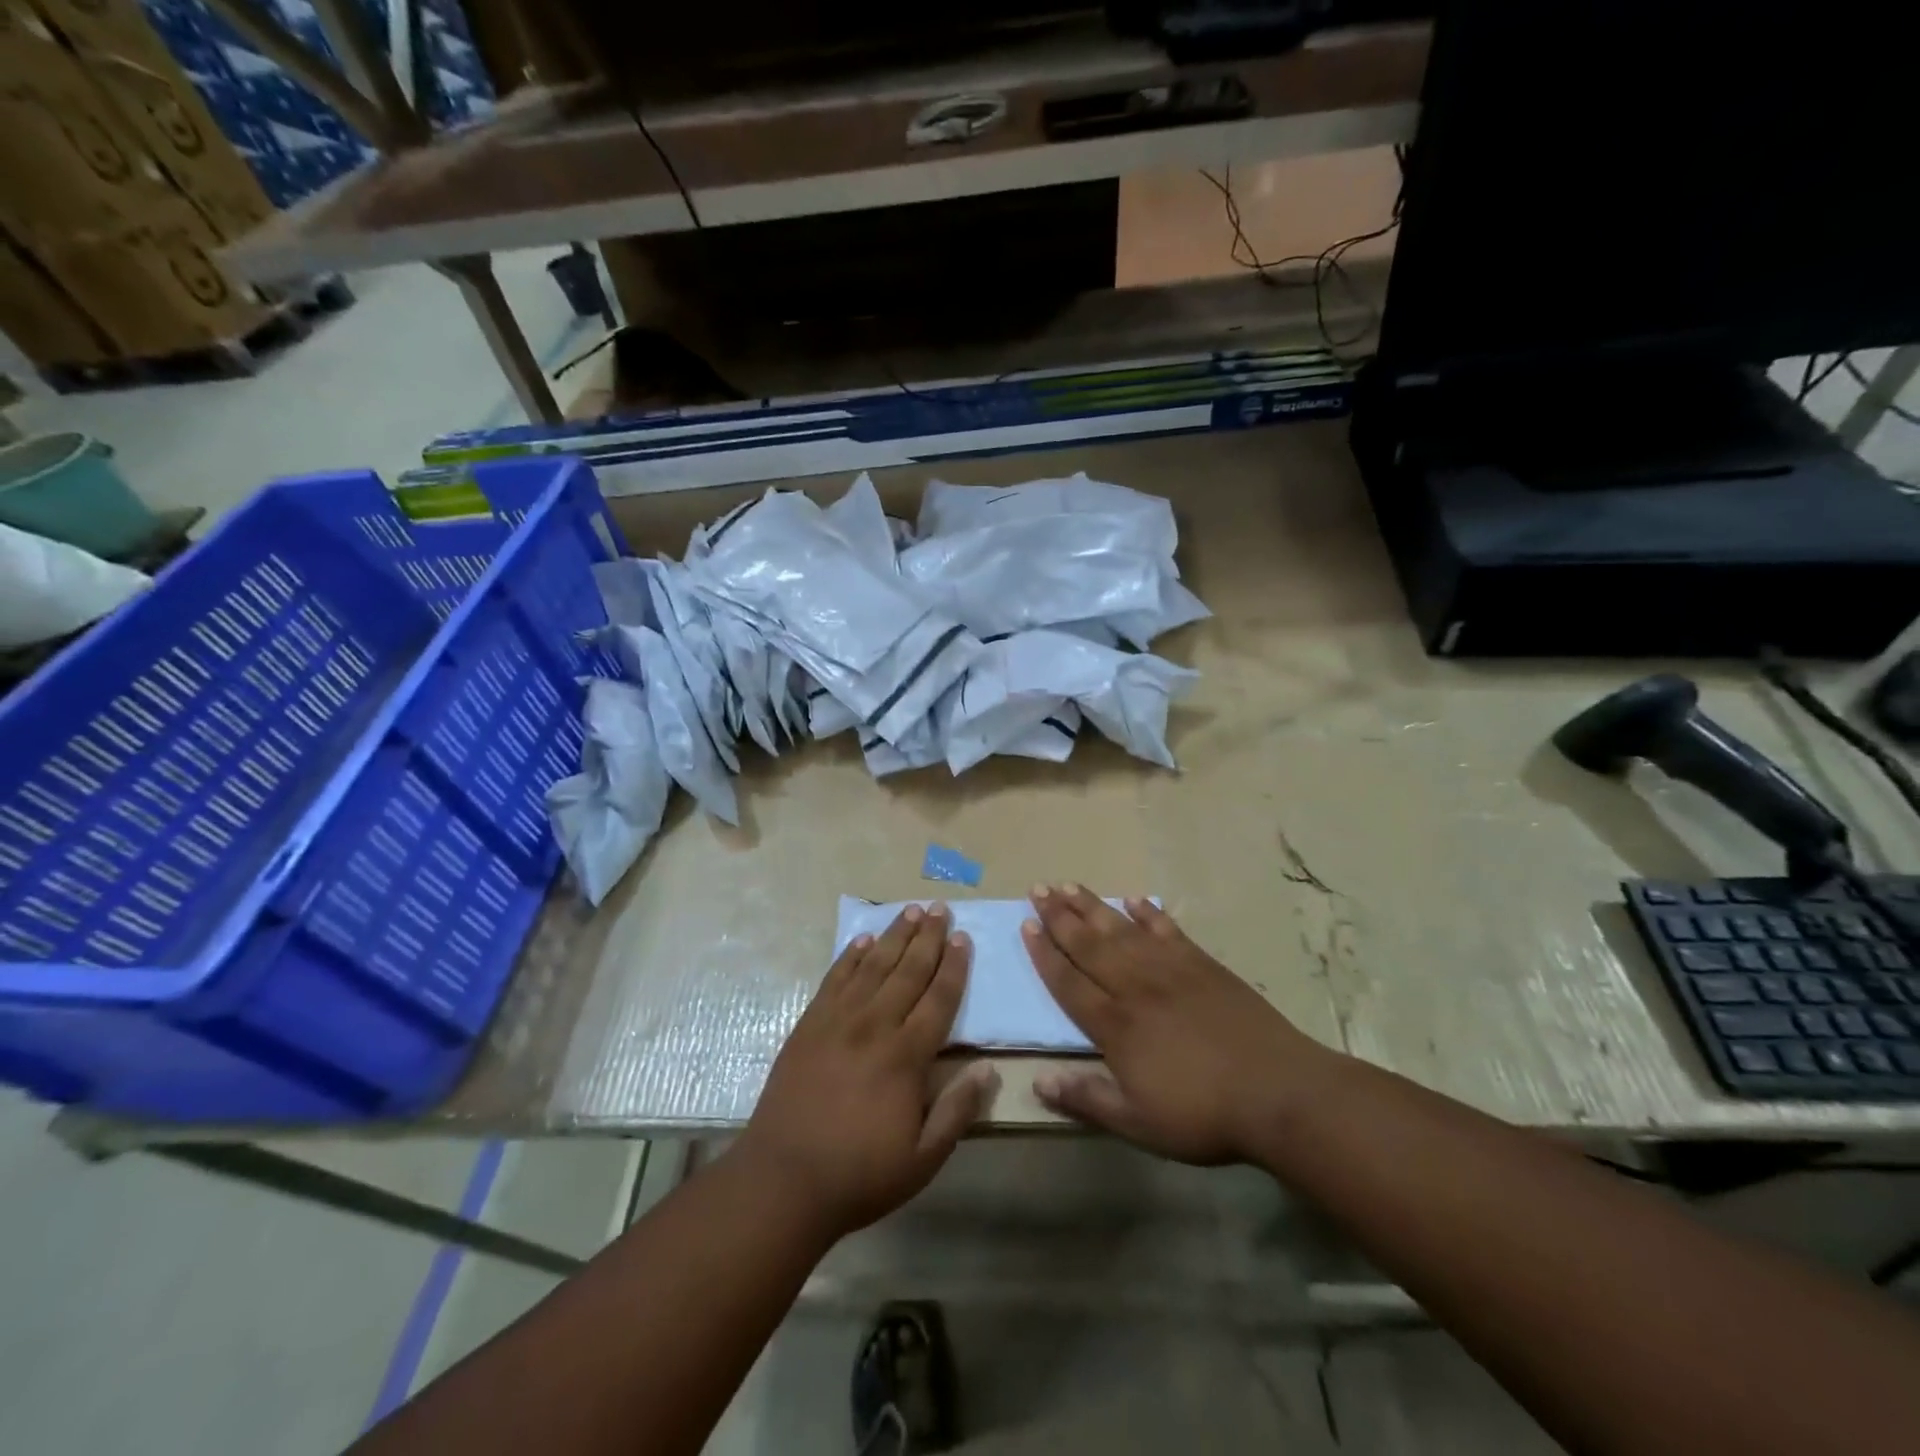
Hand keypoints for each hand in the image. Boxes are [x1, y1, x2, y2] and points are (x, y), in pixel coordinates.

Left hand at [735, 904, 997, 1241]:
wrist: (783, 1180)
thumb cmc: (860, 1174)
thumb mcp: (923, 1158)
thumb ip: (957, 1111)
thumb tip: (988, 1069)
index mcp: (906, 1055)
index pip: (939, 999)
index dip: (954, 967)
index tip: (963, 938)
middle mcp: (874, 1026)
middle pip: (908, 971)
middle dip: (928, 938)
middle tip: (941, 909)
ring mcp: (837, 1021)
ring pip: (873, 966)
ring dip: (894, 936)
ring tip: (910, 911)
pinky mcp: (808, 1025)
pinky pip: (834, 979)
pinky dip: (850, 956)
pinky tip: (861, 941)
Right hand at [1023, 885, 1328, 1165]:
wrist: (1277, 1091)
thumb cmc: (1203, 1114)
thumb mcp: (1138, 1123)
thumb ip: (1087, 1099)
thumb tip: (1038, 1082)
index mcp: (1115, 1024)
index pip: (1069, 981)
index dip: (1045, 954)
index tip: (1026, 925)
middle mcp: (1135, 986)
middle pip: (1089, 945)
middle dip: (1059, 917)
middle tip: (1037, 889)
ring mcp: (1170, 969)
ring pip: (1122, 929)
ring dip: (1093, 906)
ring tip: (1069, 885)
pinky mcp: (1202, 963)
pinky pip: (1167, 929)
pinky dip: (1148, 913)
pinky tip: (1134, 900)